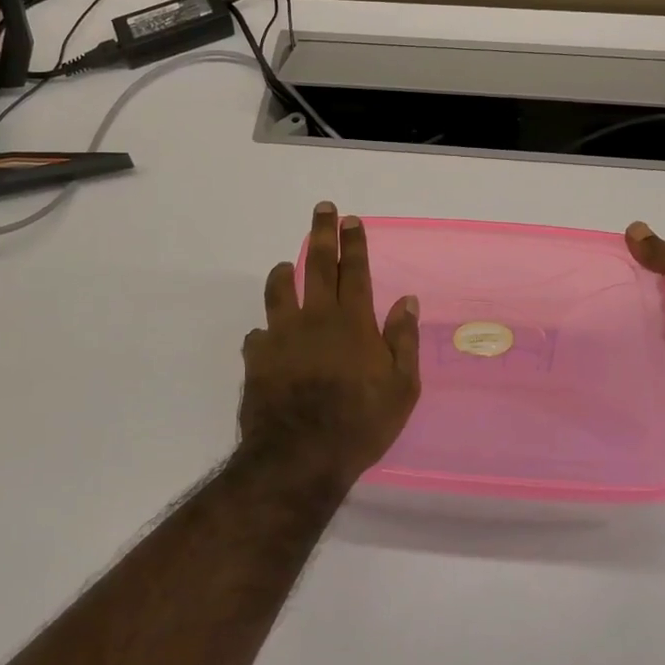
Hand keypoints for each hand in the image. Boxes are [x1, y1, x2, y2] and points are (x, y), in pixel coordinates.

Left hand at [240, 203, 421, 485]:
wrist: (300, 455)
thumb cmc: (360, 423)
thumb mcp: (401, 388)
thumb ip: (403, 340)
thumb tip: (407, 301)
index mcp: (353, 322)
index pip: (356, 271)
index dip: (355, 243)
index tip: (351, 219)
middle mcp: (316, 318)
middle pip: (318, 265)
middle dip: (322, 233)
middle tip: (322, 209)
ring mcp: (282, 334)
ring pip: (279, 289)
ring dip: (284, 272)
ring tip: (285, 266)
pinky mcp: (257, 356)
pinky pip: (259, 334)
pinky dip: (266, 332)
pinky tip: (268, 340)